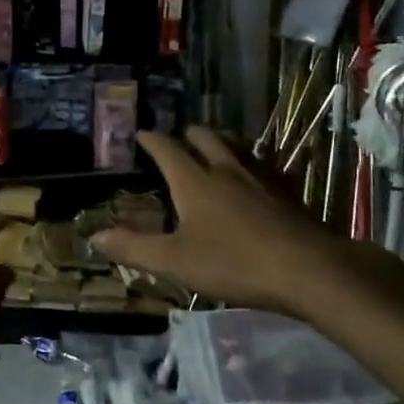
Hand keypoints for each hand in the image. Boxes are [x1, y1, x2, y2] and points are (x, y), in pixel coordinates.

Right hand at [91, 128, 384, 316]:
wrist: (308, 270)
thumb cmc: (233, 263)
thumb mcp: (175, 261)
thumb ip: (135, 247)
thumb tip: (95, 236)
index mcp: (194, 182)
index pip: (167, 149)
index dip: (152, 140)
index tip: (142, 133)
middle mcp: (226, 170)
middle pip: (207, 138)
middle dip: (190, 135)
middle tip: (181, 140)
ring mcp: (262, 179)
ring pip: (239, 148)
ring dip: (224, 144)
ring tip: (218, 149)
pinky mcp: (289, 193)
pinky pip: (268, 168)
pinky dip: (256, 165)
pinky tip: (261, 177)